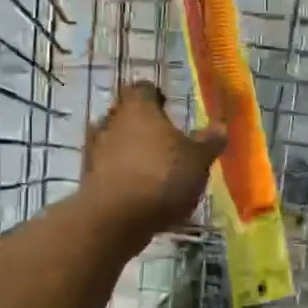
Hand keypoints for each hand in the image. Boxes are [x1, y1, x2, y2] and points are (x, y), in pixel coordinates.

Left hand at [79, 82, 227, 242]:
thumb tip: (220, 125)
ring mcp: (95, 149)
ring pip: (114, 140)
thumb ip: (209, 141)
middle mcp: (112, 121)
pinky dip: (121, 173)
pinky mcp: (87, 176)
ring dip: (130, 149)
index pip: (144, 89)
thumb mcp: (198, 160)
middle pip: (126, 113)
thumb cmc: (162, 178)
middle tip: (164, 139)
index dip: (157, 96)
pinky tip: (138, 190)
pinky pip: (107, 167)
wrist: (115, 219)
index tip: (168, 108)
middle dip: (142, 123)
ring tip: (151, 167)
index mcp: (139, 108)